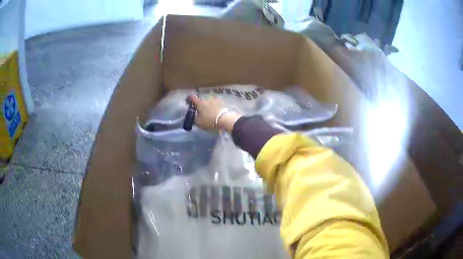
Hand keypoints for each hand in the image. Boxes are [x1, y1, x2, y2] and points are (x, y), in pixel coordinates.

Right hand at [187, 95, 240, 132]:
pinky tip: (214, 112)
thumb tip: (192, 115)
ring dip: (207, 105)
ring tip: (208, 112)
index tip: (188, 103)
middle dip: (199, 105)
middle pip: (200, 100)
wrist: (224, 119)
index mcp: (199, 103)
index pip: (191, 97)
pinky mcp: (221, 102)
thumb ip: (193, 117)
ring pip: (208, 101)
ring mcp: (215, 99)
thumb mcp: (198, 122)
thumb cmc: (209, 121)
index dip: (188, 99)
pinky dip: (213, 106)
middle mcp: (206, 98)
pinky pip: (215, 103)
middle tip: (199, 112)